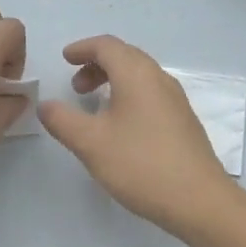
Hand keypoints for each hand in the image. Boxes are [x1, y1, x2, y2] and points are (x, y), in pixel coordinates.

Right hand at [38, 35, 237, 234]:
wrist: (199, 201)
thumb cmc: (140, 164)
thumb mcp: (90, 143)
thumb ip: (62, 120)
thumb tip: (46, 105)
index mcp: (136, 74)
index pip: (107, 45)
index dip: (82, 48)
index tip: (64, 59)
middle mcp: (159, 78)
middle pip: (125, 56)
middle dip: (96, 64)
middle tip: (75, 86)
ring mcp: (175, 100)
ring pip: (139, 76)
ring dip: (113, 81)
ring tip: (94, 106)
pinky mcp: (183, 121)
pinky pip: (150, 93)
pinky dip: (128, 95)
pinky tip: (120, 125)